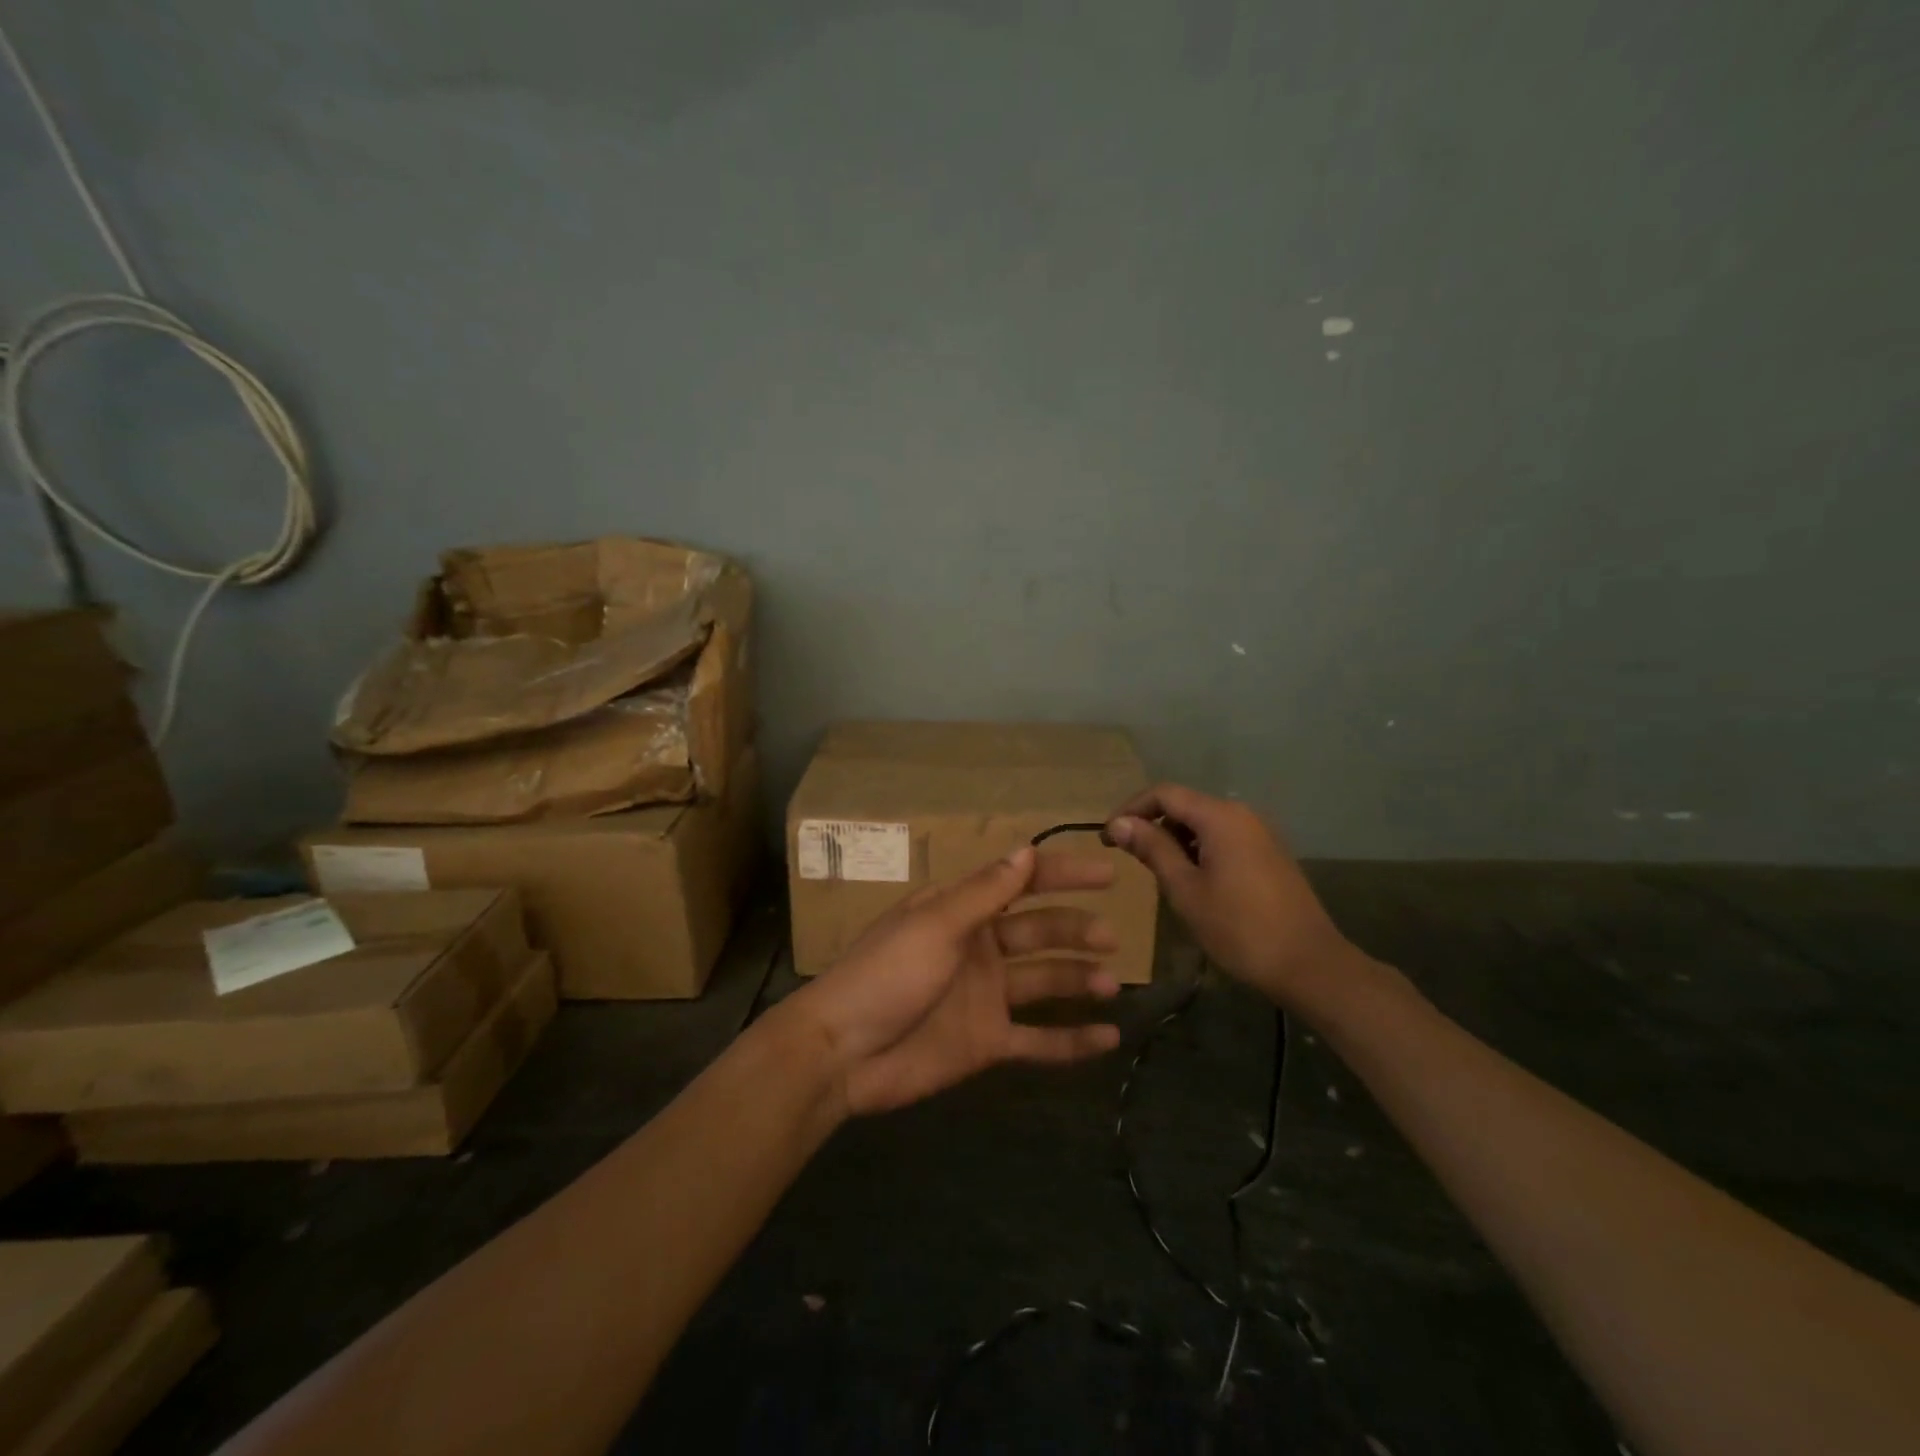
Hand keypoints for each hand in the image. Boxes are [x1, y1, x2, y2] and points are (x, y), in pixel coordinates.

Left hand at [790, 847, 1124, 1115]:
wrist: (844, 1053)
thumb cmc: (886, 975)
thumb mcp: (935, 926)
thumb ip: (985, 894)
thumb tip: (1026, 850)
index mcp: (962, 913)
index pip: (1020, 884)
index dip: (1061, 875)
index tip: (1106, 874)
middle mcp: (980, 949)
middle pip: (1038, 932)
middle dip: (1075, 929)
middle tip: (1110, 937)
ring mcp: (985, 997)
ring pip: (1044, 982)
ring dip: (1078, 979)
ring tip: (1111, 983)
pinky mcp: (988, 1042)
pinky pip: (1039, 1040)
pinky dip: (1072, 1041)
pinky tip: (1109, 1038)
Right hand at [1107, 783, 1356, 1010]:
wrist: (1310, 965)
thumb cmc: (1239, 928)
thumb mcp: (1185, 889)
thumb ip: (1152, 850)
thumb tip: (1119, 824)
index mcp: (1220, 817)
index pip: (1164, 793)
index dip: (1131, 809)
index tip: (1107, 837)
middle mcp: (1242, 814)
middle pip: (1185, 804)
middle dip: (1153, 825)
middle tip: (1128, 858)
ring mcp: (1260, 833)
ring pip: (1205, 823)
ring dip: (1175, 839)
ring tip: (1157, 873)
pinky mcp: (1270, 854)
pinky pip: (1224, 838)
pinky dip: (1199, 849)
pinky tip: (1192, 881)